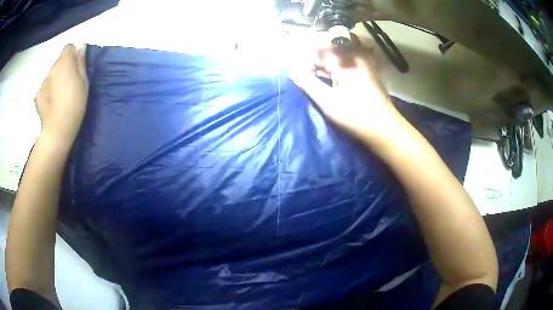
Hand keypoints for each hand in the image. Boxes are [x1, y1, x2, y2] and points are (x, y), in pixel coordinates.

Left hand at [35, 44, 88, 144]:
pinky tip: (51, 104)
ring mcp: (43, 83)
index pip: (68, 47)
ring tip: (59, 97)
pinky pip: (44, 88)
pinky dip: (47, 92)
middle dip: (64, 68)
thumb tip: (81, 47)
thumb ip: (80, 62)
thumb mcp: (83, 82)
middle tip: (69, 85)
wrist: (57, 131)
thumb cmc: (74, 105)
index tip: (76, 66)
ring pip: (51, 76)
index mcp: (64, 63)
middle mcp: (52, 69)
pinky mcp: (37, 96)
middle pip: (59, 62)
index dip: (73, 54)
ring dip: (55, 80)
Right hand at [289, 35, 405, 144]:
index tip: (304, 77)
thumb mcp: (327, 101)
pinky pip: (355, 53)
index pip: (317, 51)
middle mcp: (354, 54)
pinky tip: (342, 71)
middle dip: (319, 56)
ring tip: (326, 71)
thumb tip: (291, 69)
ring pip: (343, 46)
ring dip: (332, 55)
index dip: (307, 63)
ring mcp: (365, 60)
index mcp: (342, 60)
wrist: (385, 128)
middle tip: (314, 73)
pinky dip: (344, 58)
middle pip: (330, 45)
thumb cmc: (355, 116)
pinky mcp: (371, 68)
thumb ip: (307, 82)